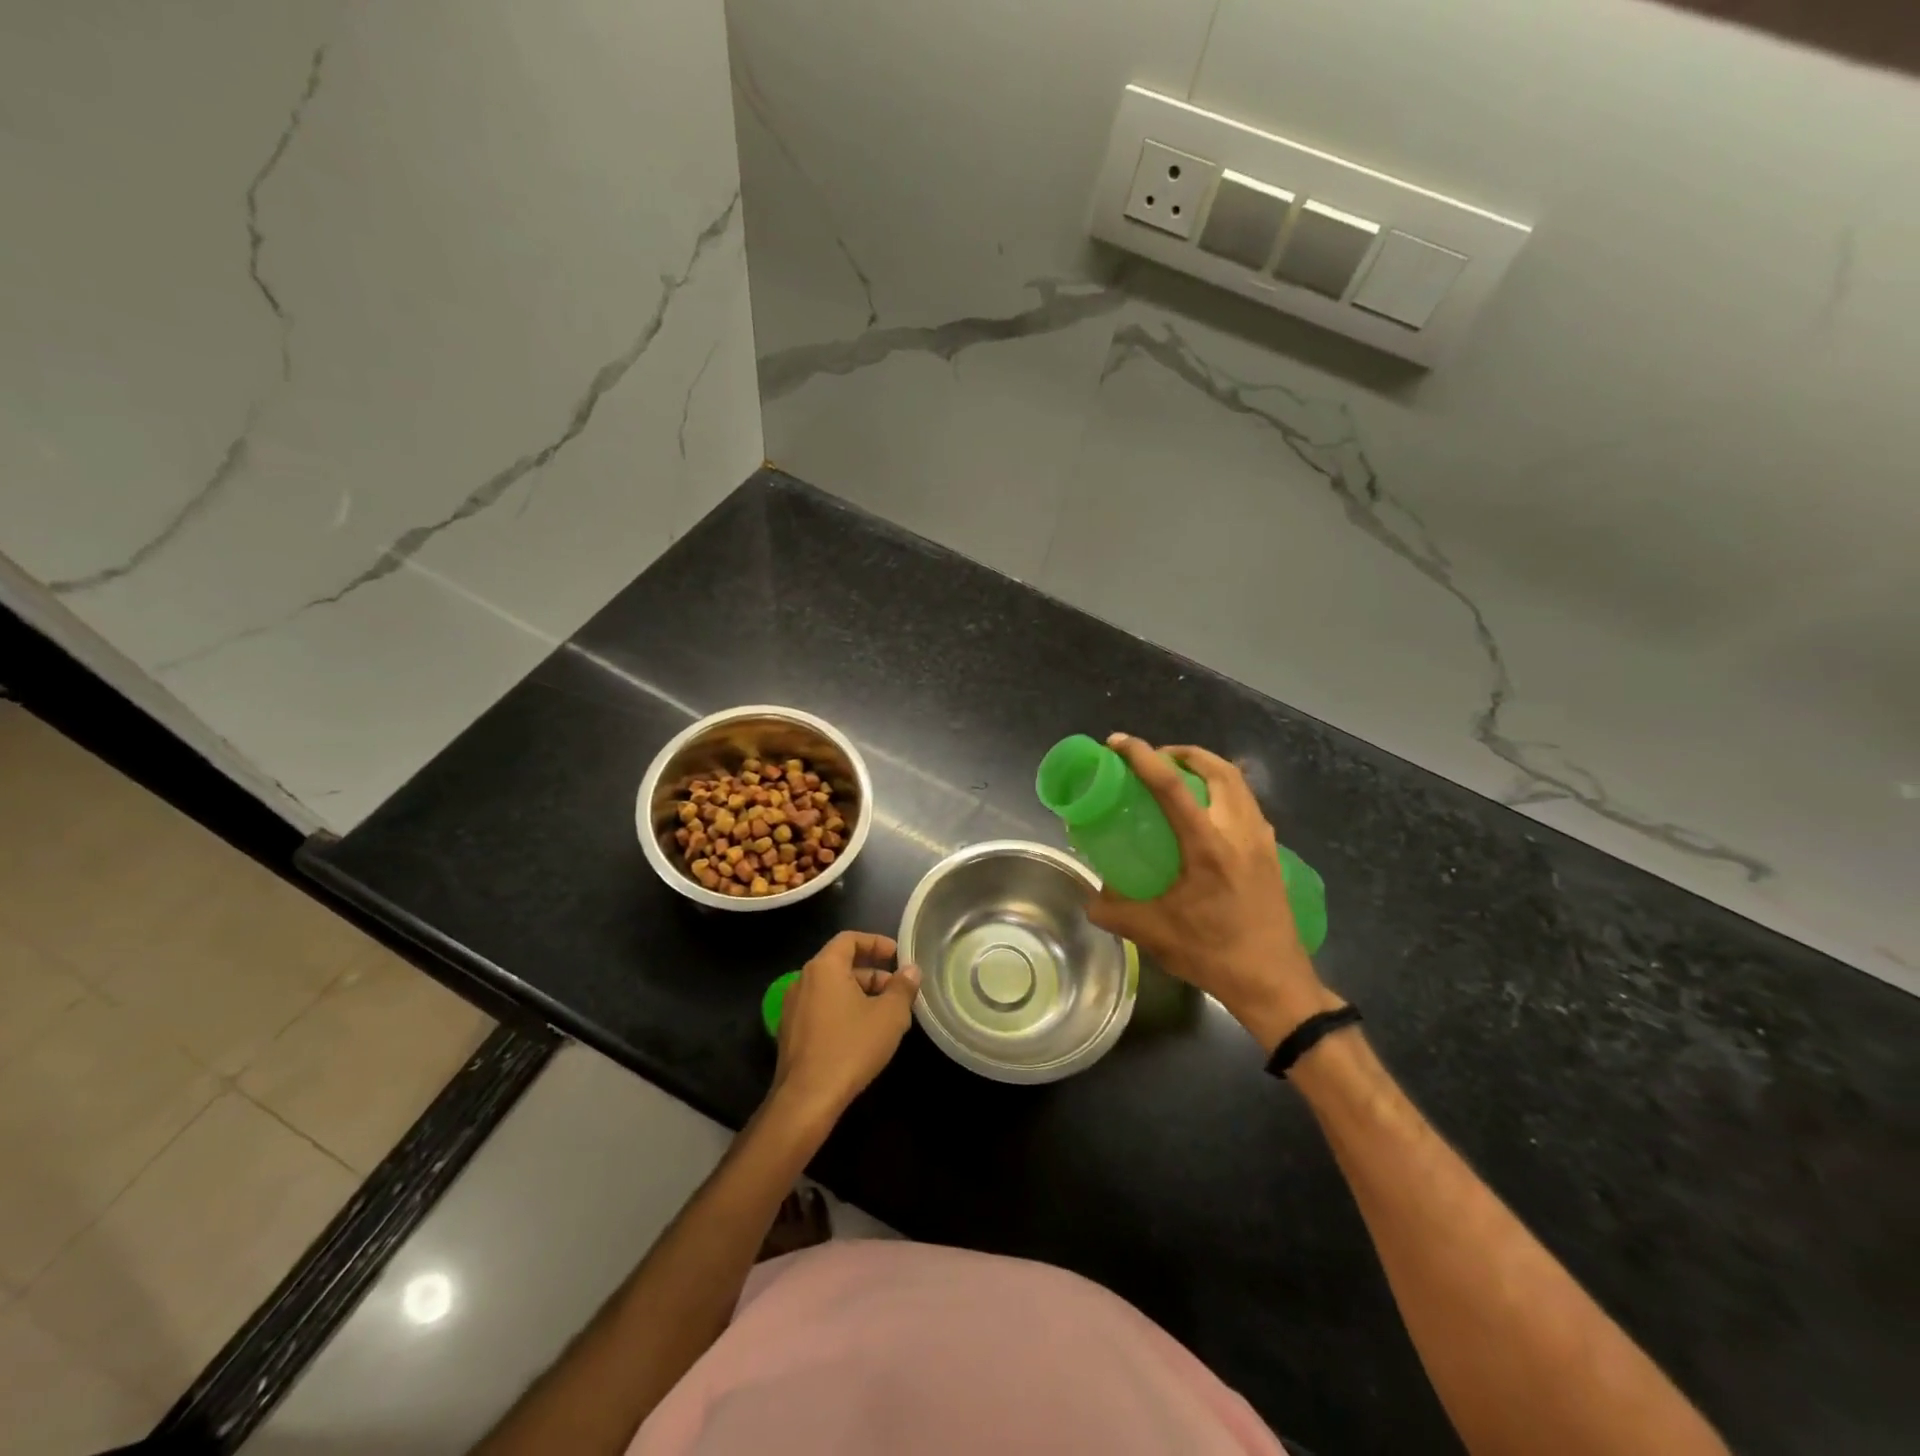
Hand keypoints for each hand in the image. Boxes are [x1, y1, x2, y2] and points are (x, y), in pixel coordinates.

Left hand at [770, 931, 919, 1123]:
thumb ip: (902, 987)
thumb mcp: (889, 1015)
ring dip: (859, 994)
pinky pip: (821, 1009)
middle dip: (872, 973)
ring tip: (885, 1014)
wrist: (806, 1099)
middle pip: (841, 964)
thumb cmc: (851, 1047)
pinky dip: (842, 1010)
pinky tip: (861, 1034)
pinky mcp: (790, 1033)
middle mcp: (803, 980)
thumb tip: (911, 970)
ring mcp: (793, 1008)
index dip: (876, 942)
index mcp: (824, 967)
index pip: (850, 939)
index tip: (897, 955)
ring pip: (831, 989)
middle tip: (898, 990)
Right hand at [1086, 734, 1339, 1052]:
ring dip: (1209, 769)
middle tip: (1156, 758)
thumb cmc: (1213, 954)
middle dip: (1184, 752)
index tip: (1118, 742)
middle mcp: (1239, 831)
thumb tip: (1090, 899)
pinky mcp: (1273, 854)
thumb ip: (1114, 912)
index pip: (1171, 785)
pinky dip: (1226, 792)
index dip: (1141, 756)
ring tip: (1181, 778)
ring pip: (1238, 783)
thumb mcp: (1153, 933)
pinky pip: (1249, 805)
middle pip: (1217, 768)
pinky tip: (1210, 815)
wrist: (1274, 984)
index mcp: (1207, 845)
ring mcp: (1262, 841)